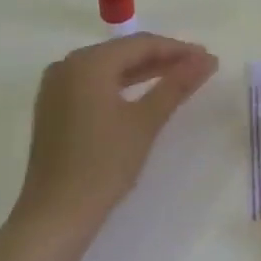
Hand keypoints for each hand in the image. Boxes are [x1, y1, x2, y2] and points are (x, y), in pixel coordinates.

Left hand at [13, 34, 219, 236]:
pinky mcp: (53, 107)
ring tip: (178, 78)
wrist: (55, 216)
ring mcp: (56, 86)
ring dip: (142, 72)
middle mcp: (68, 64)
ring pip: (108, 68)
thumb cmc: (103, 166)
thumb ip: (175, 85)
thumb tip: (206, 60)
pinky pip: (93, 84)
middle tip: (198, 68)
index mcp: (88, 62)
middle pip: (122, 53)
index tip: (207, 59)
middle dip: (161, 59)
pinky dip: (119, 86)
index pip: (140, 44)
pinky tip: (142, 94)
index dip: (177, 49)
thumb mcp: (145, 122)